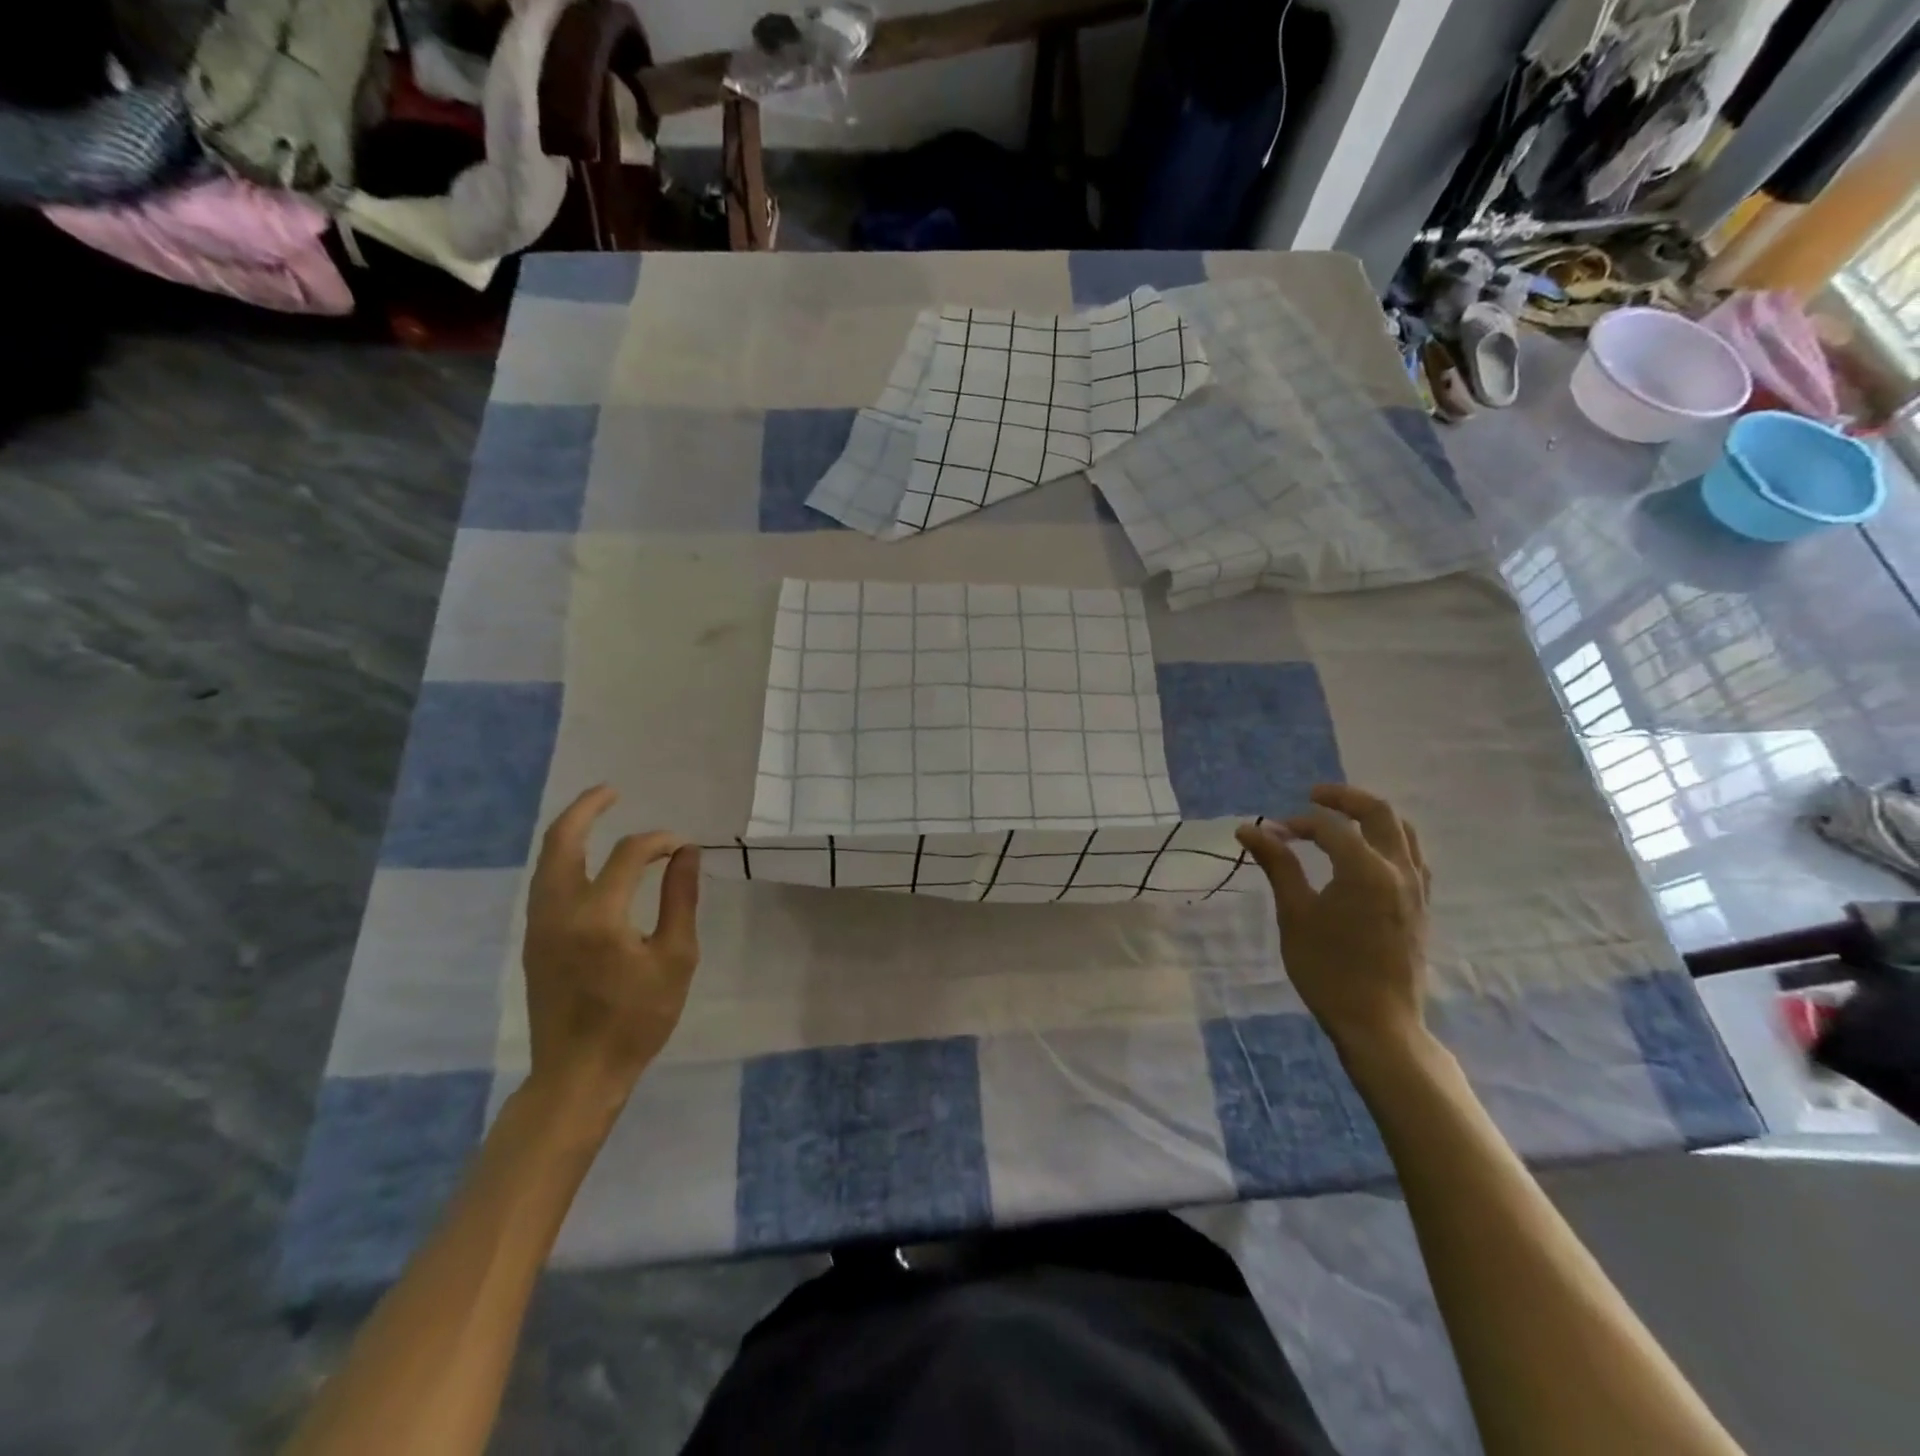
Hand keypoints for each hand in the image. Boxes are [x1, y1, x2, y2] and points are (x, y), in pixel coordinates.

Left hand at [522, 786, 700, 1116]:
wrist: (578, 1073)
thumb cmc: (637, 1019)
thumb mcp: (676, 959)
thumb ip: (681, 900)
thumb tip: (687, 853)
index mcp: (599, 916)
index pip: (629, 855)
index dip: (659, 842)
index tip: (683, 847)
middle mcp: (559, 911)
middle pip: (562, 842)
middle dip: (586, 809)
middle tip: (611, 790)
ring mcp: (539, 925)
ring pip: (546, 861)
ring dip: (570, 831)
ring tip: (597, 813)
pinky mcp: (534, 940)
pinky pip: (545, 882)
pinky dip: (563, 858)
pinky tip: (585, 860)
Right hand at [1236, 784, 1431, 1055]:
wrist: (1378, 1023)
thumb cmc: (1328, 969)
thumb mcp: (1294, 914)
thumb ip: (1277, 865)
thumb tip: (1248, 829)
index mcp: (1366, 870)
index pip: (1330, 828)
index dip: (1297, 823)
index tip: (1270, 833)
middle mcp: (1398, 870)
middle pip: (1379, 813)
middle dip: (1345, 799)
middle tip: (1314, 796)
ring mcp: (1416, 889)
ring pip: (1402, 832)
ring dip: (1371, 817)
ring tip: (1341, 819)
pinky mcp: (1421, 907)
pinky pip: (1411, 856)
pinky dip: (1388, 841)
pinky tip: (1366, 855)